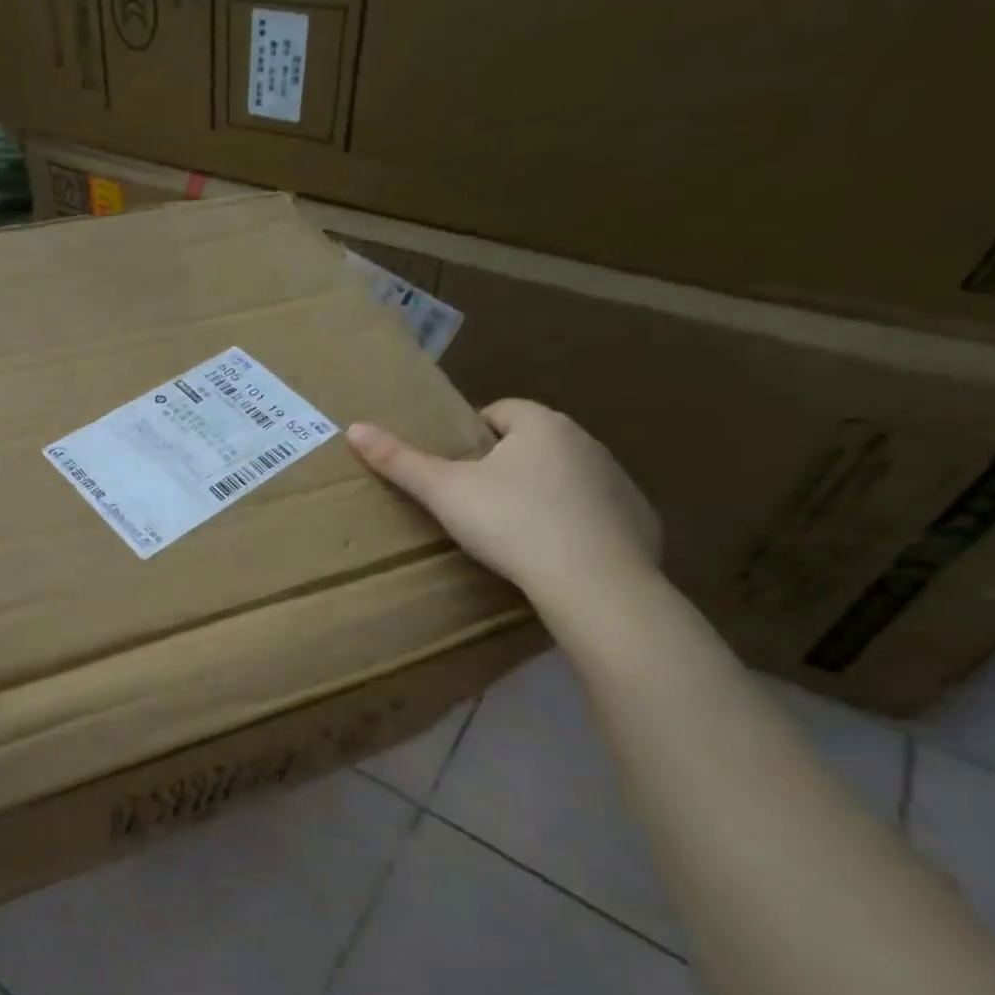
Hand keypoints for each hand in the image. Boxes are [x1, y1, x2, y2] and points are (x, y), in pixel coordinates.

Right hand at [346, 399, 658, 605]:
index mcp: (542, 425)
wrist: (593, 583)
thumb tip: (355, 428)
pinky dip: (575, 524)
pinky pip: (596, 512)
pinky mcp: (639, 519)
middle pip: (534, 443)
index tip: (454, 472)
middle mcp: (587, 441)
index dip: (471, 436)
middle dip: (506, 464)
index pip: (500, 411)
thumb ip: (400, 461)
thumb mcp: (444, 493)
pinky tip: (555, 555)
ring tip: (513, 532)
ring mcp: (618, 481)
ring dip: (542, 492)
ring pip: (566, 476)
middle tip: (476, 504)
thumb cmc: (511, 524)